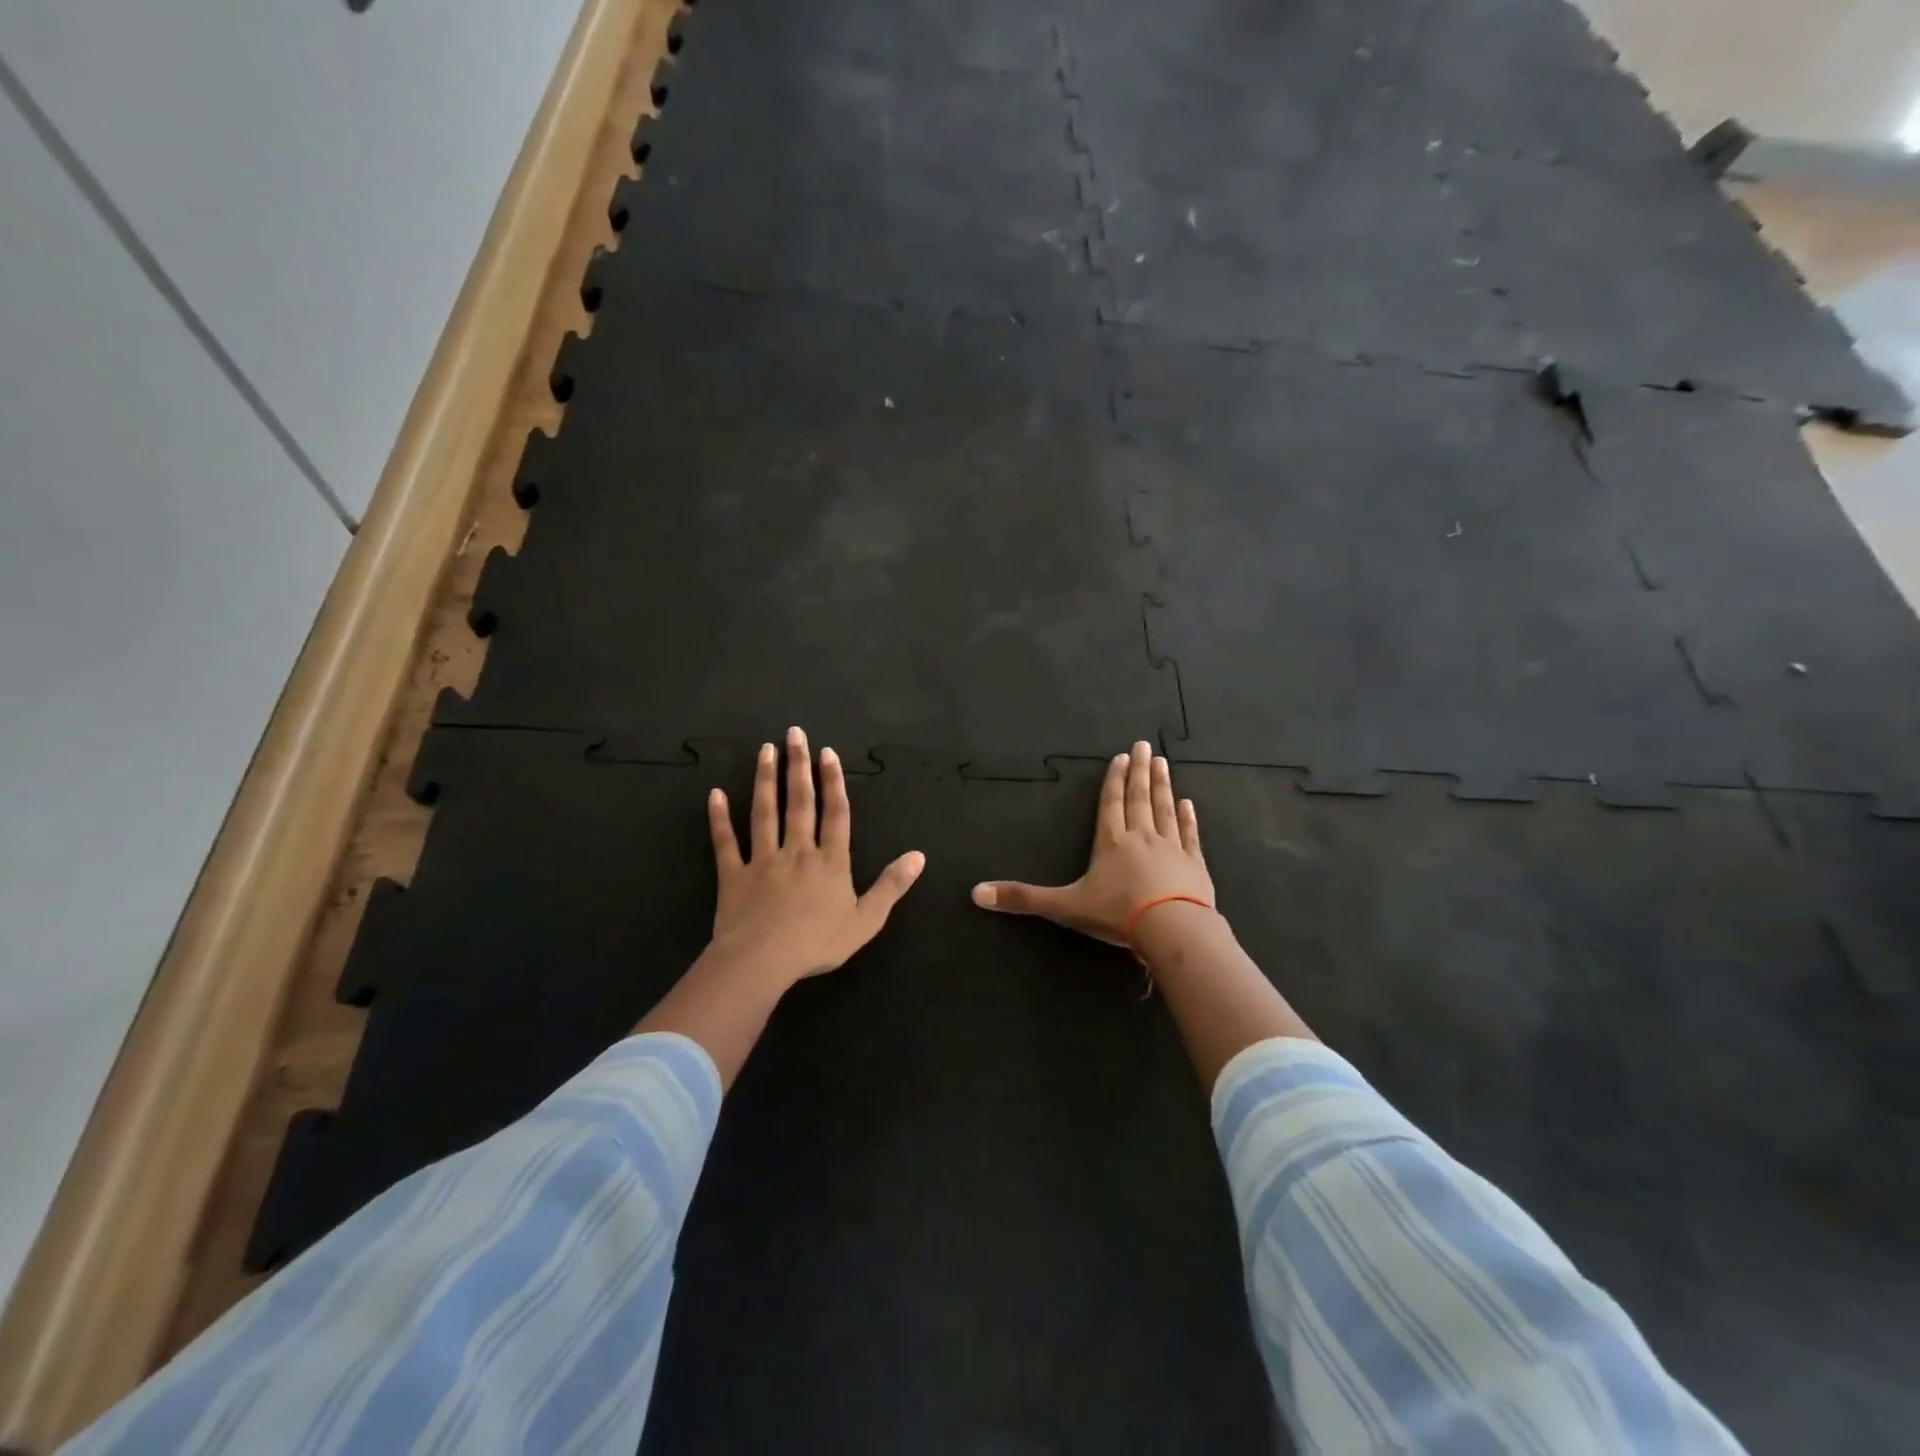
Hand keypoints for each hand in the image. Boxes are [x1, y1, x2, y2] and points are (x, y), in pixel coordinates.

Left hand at [704, 725, 925, 990]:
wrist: (763, 961)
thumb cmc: (817, 943)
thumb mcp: (866, 920)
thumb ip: (891, 886)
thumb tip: (918, 856)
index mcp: (830, 861)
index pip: (835, 813)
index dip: (833, 781)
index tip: (827, 752)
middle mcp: (797, 851)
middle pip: (799, 802)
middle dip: (798, 766)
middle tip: (794, 734)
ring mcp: (762, 860)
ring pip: (764, 812)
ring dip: (765, 779)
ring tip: (765, 750)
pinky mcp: (733, 875)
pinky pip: (725, 843)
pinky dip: (719, 819)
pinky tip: (715, 794)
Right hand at [972, 741, 1213, 945]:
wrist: (1173, 930)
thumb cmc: (1117, 914)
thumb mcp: (1065, 906)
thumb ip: (1023, 899)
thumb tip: (976, 893)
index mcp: (1111, 842)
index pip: (1111, 803)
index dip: (1114, 780)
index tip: (1122, 757)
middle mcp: (1142, 837)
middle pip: (1139, 798)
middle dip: (1140, 771)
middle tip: (1145, 745)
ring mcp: (1172, 849)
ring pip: (1165, 810)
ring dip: (1163, 786)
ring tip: (1163, 763)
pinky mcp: (1194, 866)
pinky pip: (1190, 835)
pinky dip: (1188, 818)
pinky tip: (1188, 804)